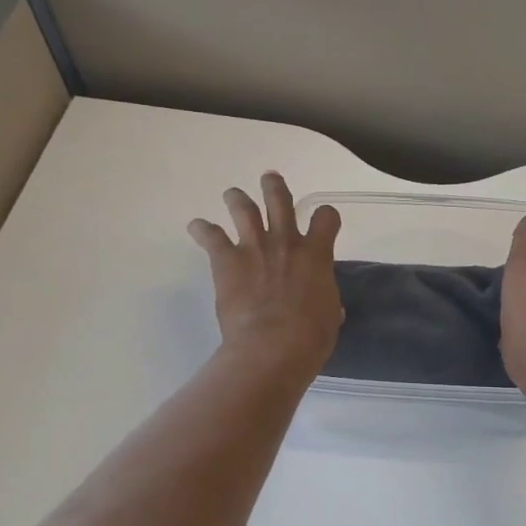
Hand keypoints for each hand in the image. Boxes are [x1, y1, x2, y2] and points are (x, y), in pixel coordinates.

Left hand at [190, 173, 342, 377]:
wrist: (274, 346)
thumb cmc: (310, 337)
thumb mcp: (329, 316)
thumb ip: (326, 302)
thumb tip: (329, 308)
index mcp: (316, 255)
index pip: (326, 218)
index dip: (325, 217)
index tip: (322, 221)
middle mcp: (286, 242)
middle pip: (280, 200)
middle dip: (274, 187)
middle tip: (270, 179)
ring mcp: (254, 247)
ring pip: (244, 208)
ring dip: (237, 198)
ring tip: (232, 194)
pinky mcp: (226, 260)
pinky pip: (210, 236)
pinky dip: (201, 229)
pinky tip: (196, 227)